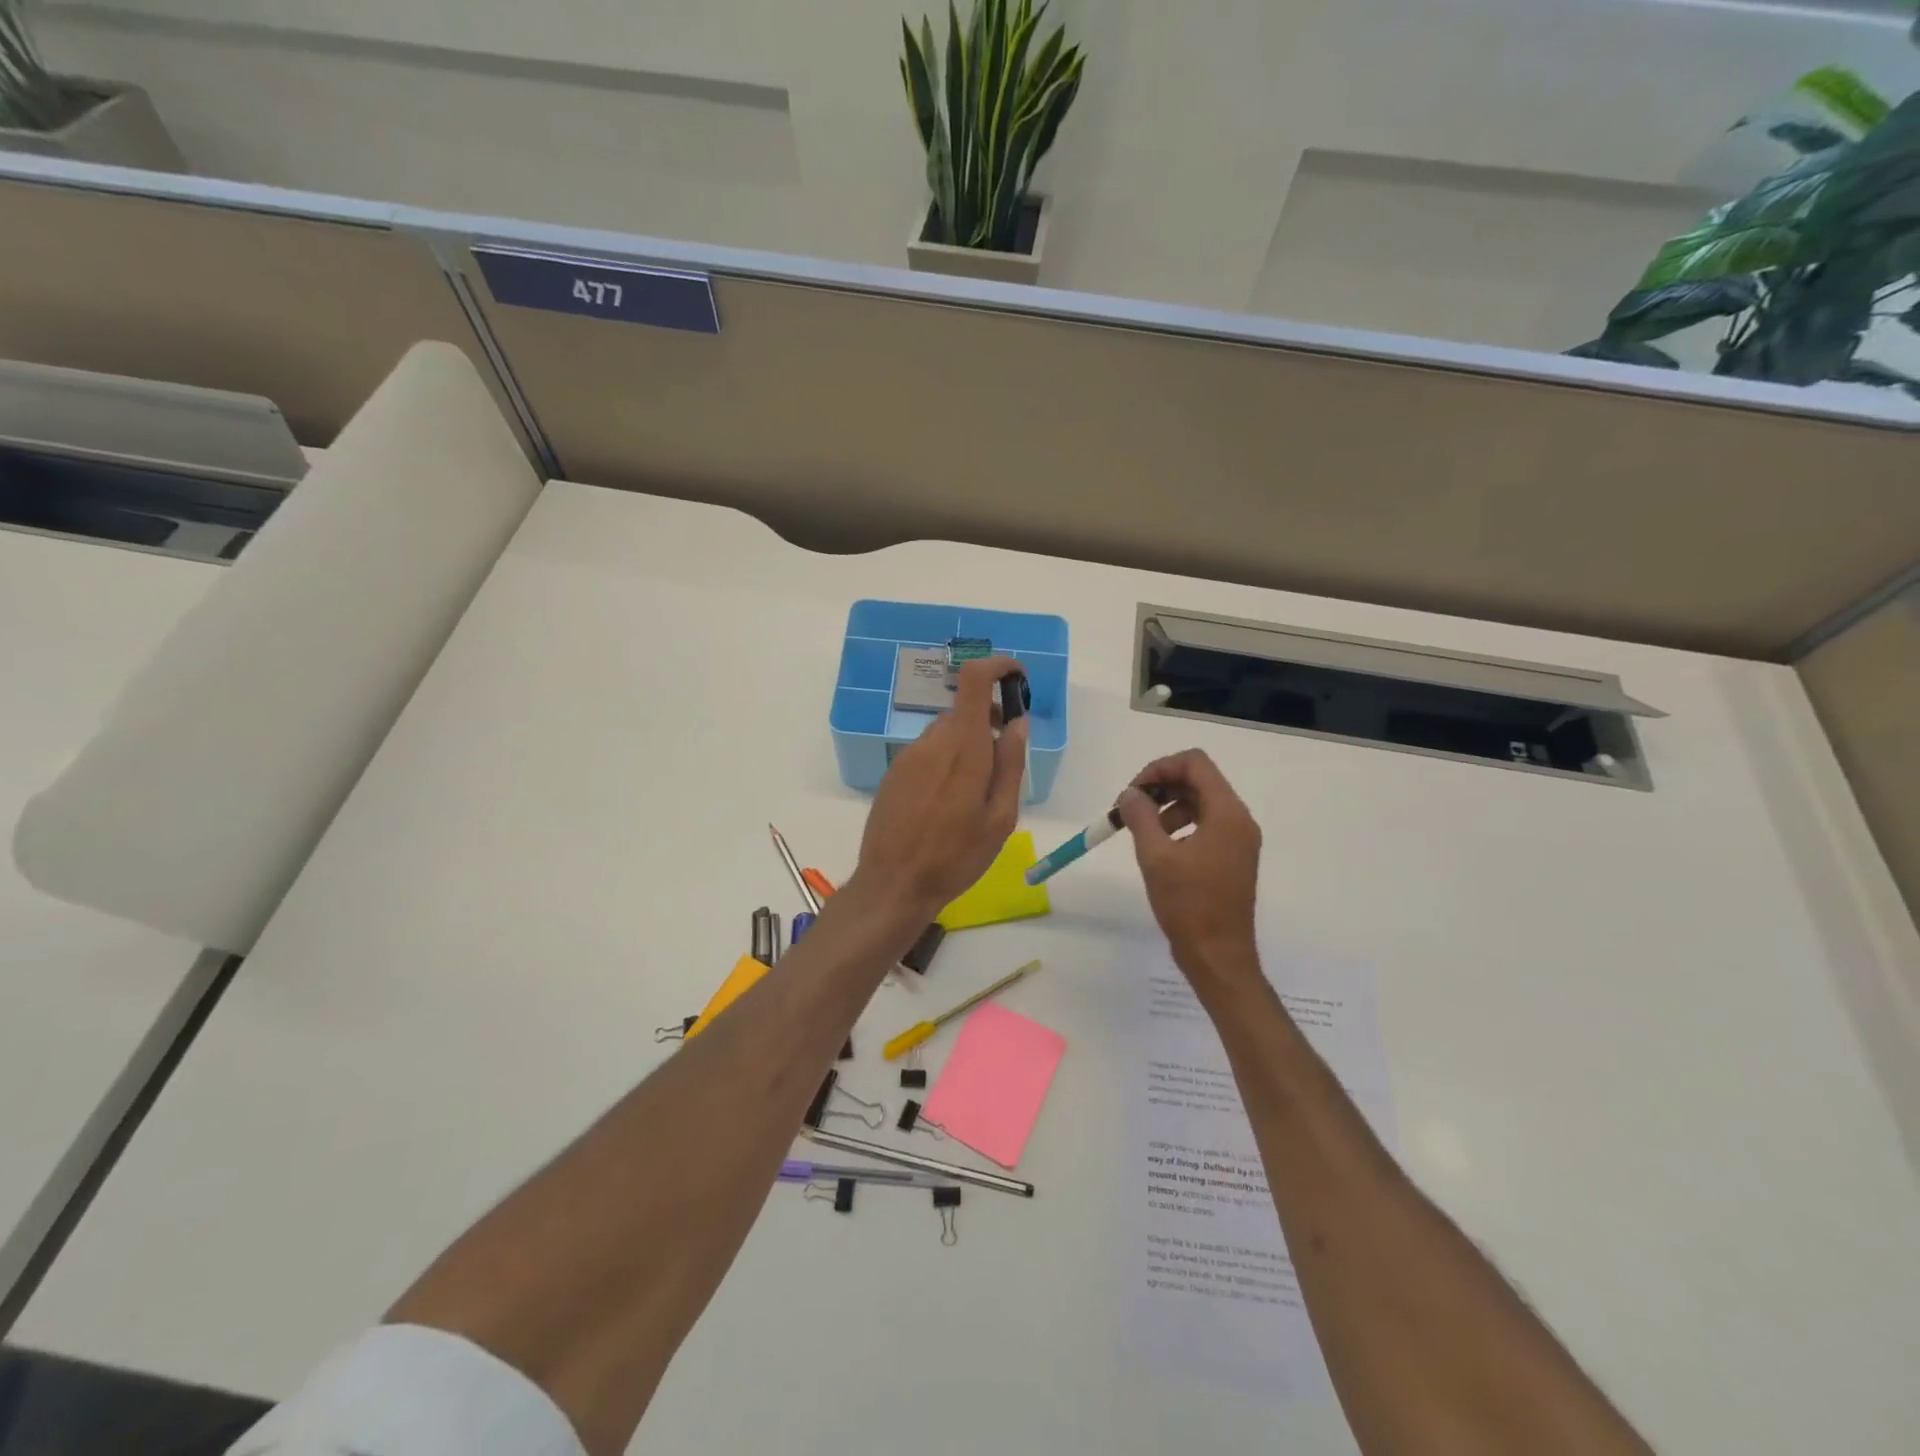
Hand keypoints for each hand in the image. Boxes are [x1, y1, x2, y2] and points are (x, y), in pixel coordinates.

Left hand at [853, 657, 1027, 919]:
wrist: (894, 884)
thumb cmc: (956, 856)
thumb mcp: (1000, 817)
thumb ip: (1011, 764)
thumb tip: (1017, 722)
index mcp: (962, 747)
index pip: (973, 679)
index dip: (997, 667)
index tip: (1017, 680)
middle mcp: (931, 741)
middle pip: (963, 709)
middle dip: (989, 719)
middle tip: (1006, 755)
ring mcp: (908, 756)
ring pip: (945, 732)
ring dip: (968, 742)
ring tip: (978, 789)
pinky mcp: (894, 773)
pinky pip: (928, 751)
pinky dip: (947, 759)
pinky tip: (949, 799)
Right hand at [1117, 749, 1261, 988]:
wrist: (1218, 957)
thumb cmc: (1189, 905)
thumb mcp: (1156, 856)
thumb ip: (1141, 816)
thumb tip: (1130, 794)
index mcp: (1227, 814)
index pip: (1195, 763)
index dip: (1160, 768)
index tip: (1133, 791)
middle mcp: (1239, 820)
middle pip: (1199, 780)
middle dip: (1161, 786)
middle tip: (1131, 808)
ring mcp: (1238, 840)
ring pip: (1201, 802)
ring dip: (1168, 806)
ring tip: (1141, 831)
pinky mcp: (1232, 858)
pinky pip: (1206, 825)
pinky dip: (1179, 825)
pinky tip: (1160, 847)